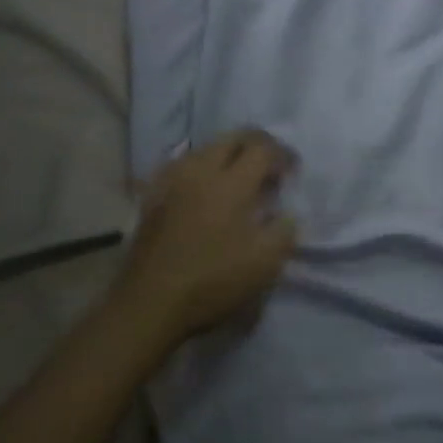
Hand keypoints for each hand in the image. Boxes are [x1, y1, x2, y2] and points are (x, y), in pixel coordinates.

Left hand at [113, 129, 298, 347]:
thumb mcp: (265, 263)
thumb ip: (284, 230)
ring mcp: (172, 181)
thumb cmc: (212, 281)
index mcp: (232, 182)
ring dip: (229, 154)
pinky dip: (202, 169)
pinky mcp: (153, 197)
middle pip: (233, 138)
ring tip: (239, 179)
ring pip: (206, 148)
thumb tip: (286, 214)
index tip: (293, 173)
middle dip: (257, 145)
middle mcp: (201, 170)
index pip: (263, 148)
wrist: (148, 304)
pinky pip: (183, 166)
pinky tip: (205, 190)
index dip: (284, 155)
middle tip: (270, 167)